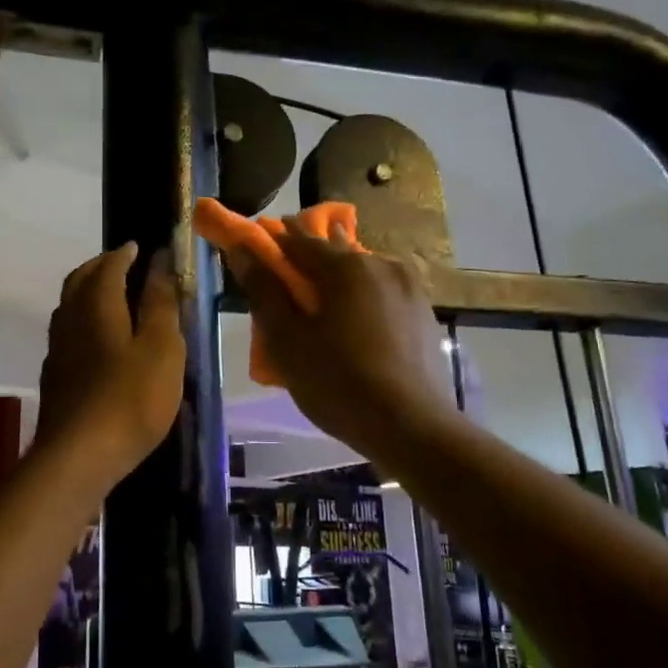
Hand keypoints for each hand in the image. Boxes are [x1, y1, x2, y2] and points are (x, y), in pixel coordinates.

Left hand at [36, 243, 185, 483]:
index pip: (109, 265)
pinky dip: (83, 320)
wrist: (79, 455)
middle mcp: (69, 318)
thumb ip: (160, 303)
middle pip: (80, 281)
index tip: (140, 247)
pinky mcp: (54, 376)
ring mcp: (57, 349)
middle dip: (101, 266)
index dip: (125, 254)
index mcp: (97, 305)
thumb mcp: (162, 348)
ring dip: (88, 292)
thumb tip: (160, 262)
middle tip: (123, 264)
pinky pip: (67, 332)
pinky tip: (97, 339)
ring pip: (69, 306)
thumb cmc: (131, 398)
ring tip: (112, 296)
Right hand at [224, 225, 453, 456]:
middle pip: (334, 256)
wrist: (411, 427)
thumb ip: (264, 290)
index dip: (273, 244)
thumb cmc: (338, 382)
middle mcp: (382, 265)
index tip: (256, 255)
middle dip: (308, 268)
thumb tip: (242, 249)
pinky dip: (363, 304)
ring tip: (323, 317)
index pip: (299, 240)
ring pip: (362, 276)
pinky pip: (383, 296)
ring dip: (338, 286)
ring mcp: (410, 289)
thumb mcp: (287, 340)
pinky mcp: (424, 314)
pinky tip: (356, 333)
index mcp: (346, 266)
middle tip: (287, 295)